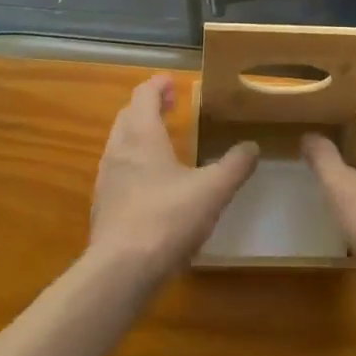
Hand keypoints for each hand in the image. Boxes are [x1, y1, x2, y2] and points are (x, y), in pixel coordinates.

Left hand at [90, 76, 257, 277]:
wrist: (120, 272)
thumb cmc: (167, 219)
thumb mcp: (212, 190)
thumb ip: (234, 166)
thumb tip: (252, 146)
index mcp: (141, 136)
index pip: (143, 95)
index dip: (158, 85)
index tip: (174, 83)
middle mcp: (118, 151)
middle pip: (128, 116)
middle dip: (148, 107)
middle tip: (171, 107)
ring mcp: (106, 180)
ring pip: (120, 145)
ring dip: (139, 136)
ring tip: (164, 144)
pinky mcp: (103, 208)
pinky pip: (118, 172)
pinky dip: (134, 164)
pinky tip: (153, 185)